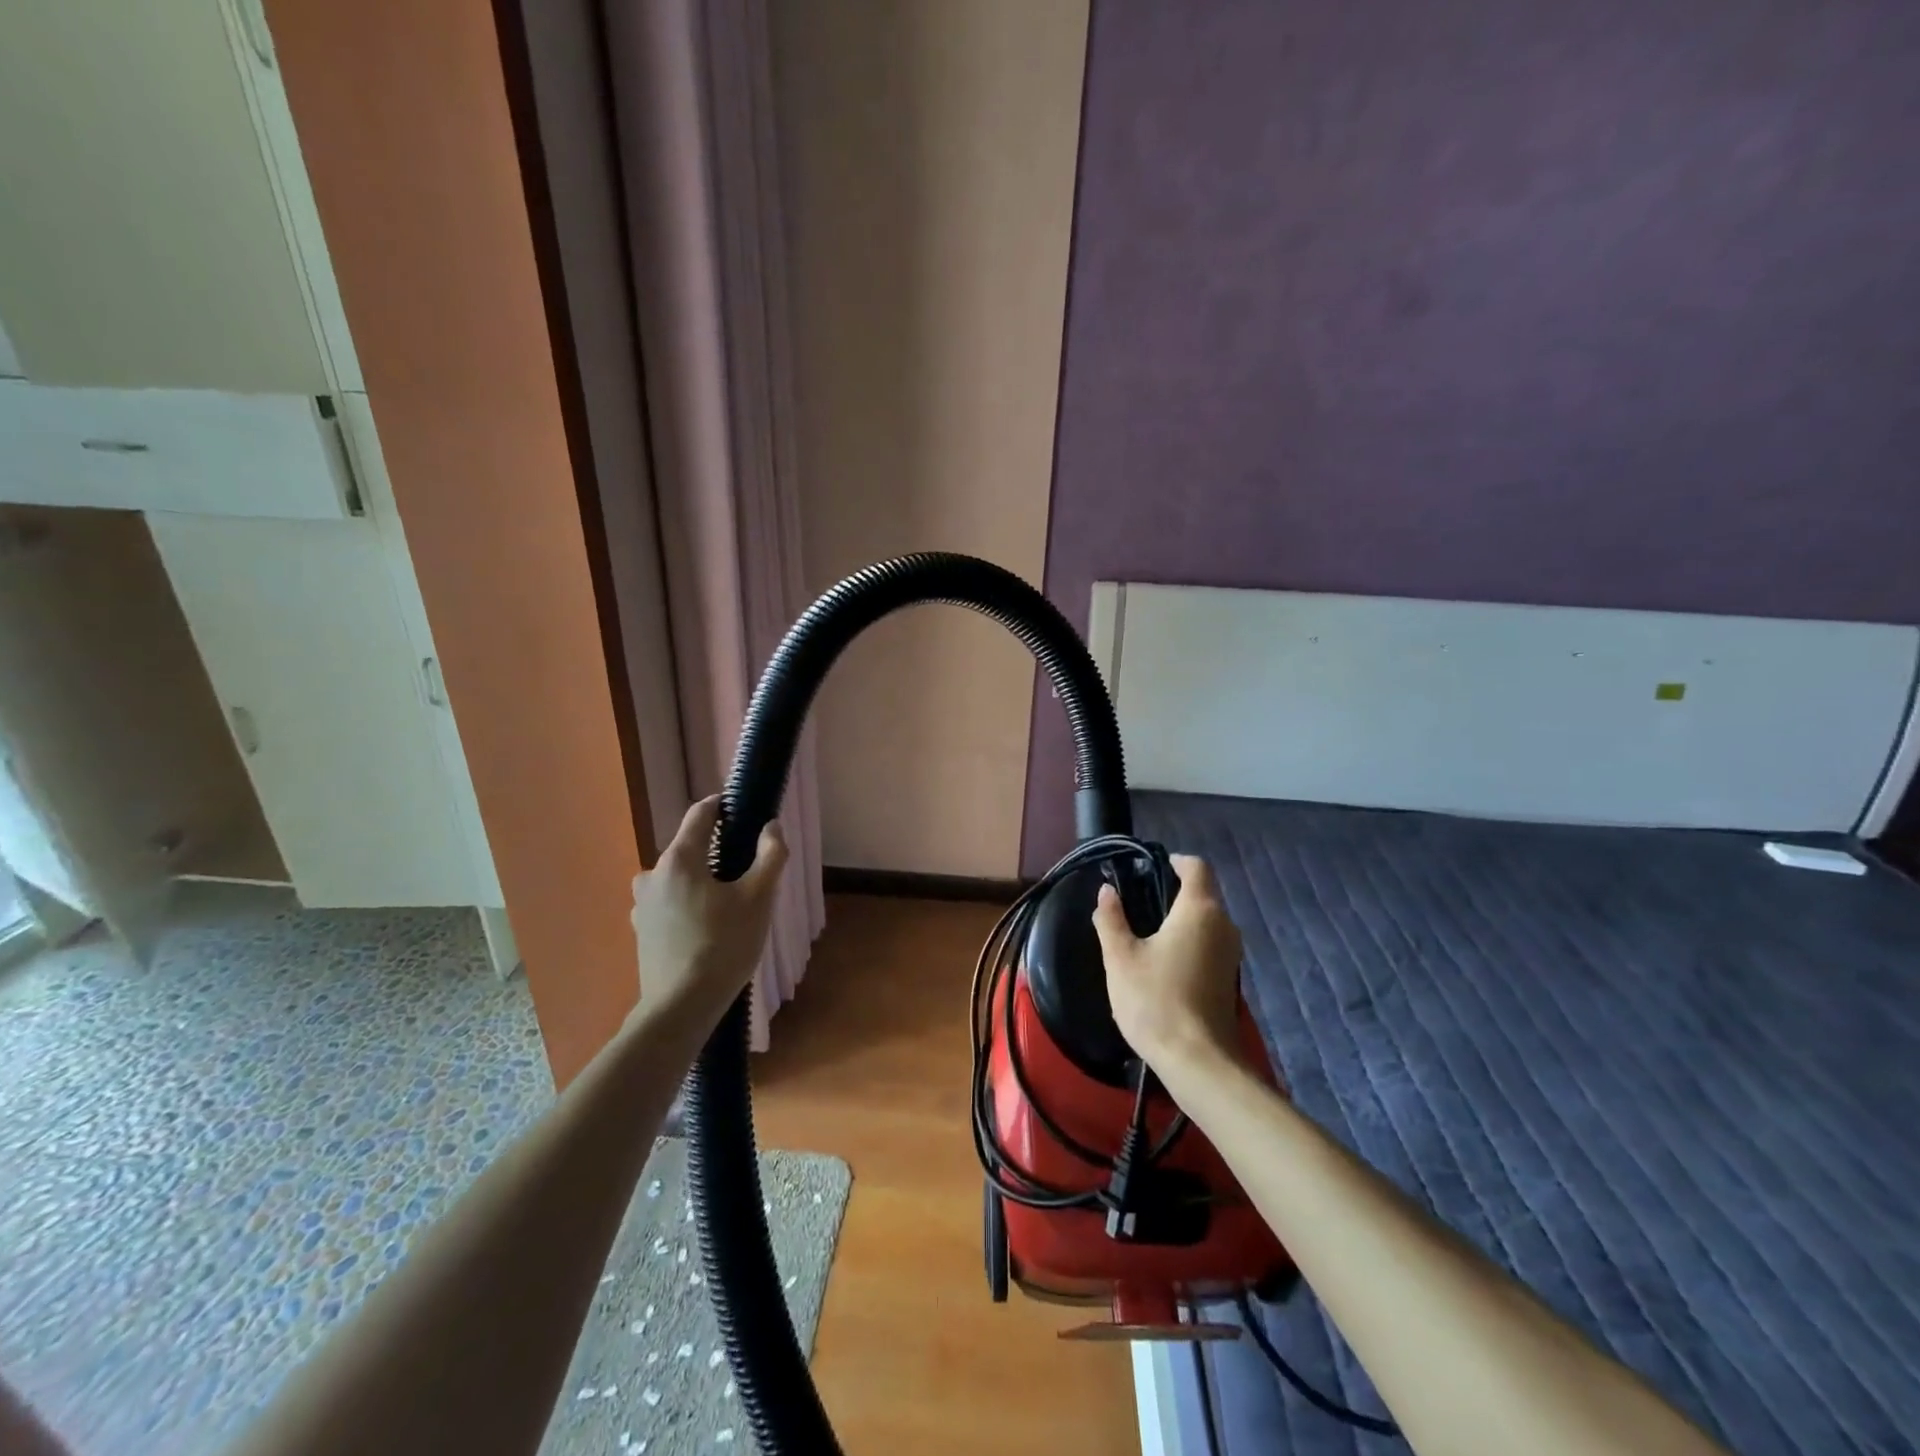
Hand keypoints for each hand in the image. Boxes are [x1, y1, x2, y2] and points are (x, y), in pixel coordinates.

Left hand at [630, 796, 787, 1025]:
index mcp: (679, 859)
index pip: (700, 814)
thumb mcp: (759, 898)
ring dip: (701, 880)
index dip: (722, 806)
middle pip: (689, 848)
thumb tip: (771, 827)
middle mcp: (653, 874)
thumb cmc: (724, 945)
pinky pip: (669, 903)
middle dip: (717, 851)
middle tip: (747, 871)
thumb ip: (770, 855)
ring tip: (729, 904)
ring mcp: (642, 904)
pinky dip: (688, 904)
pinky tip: (707, 928)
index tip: (743, 810)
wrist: (680, 1008)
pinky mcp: (641, 930)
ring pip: (678, 878)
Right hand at [1092, 854, 1243, 1075]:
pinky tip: (1164, 960)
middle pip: (1203, 893)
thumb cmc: (1155, 1000)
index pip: (1196, 867)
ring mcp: (1231, 953)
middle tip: (1138, 900)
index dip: (1174, 861)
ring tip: (1147, 931)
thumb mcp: (1120, 957)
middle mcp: (1223, 924)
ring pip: (1208, 920)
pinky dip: (1190, 941)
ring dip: (1182, 918)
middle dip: (1173, 890)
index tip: (1148, 867)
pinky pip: (1210, 943)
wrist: (1198, 1062)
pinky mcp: (1230, 978)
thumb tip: (1106, 892)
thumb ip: (1111, 919)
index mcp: (1199, 910)